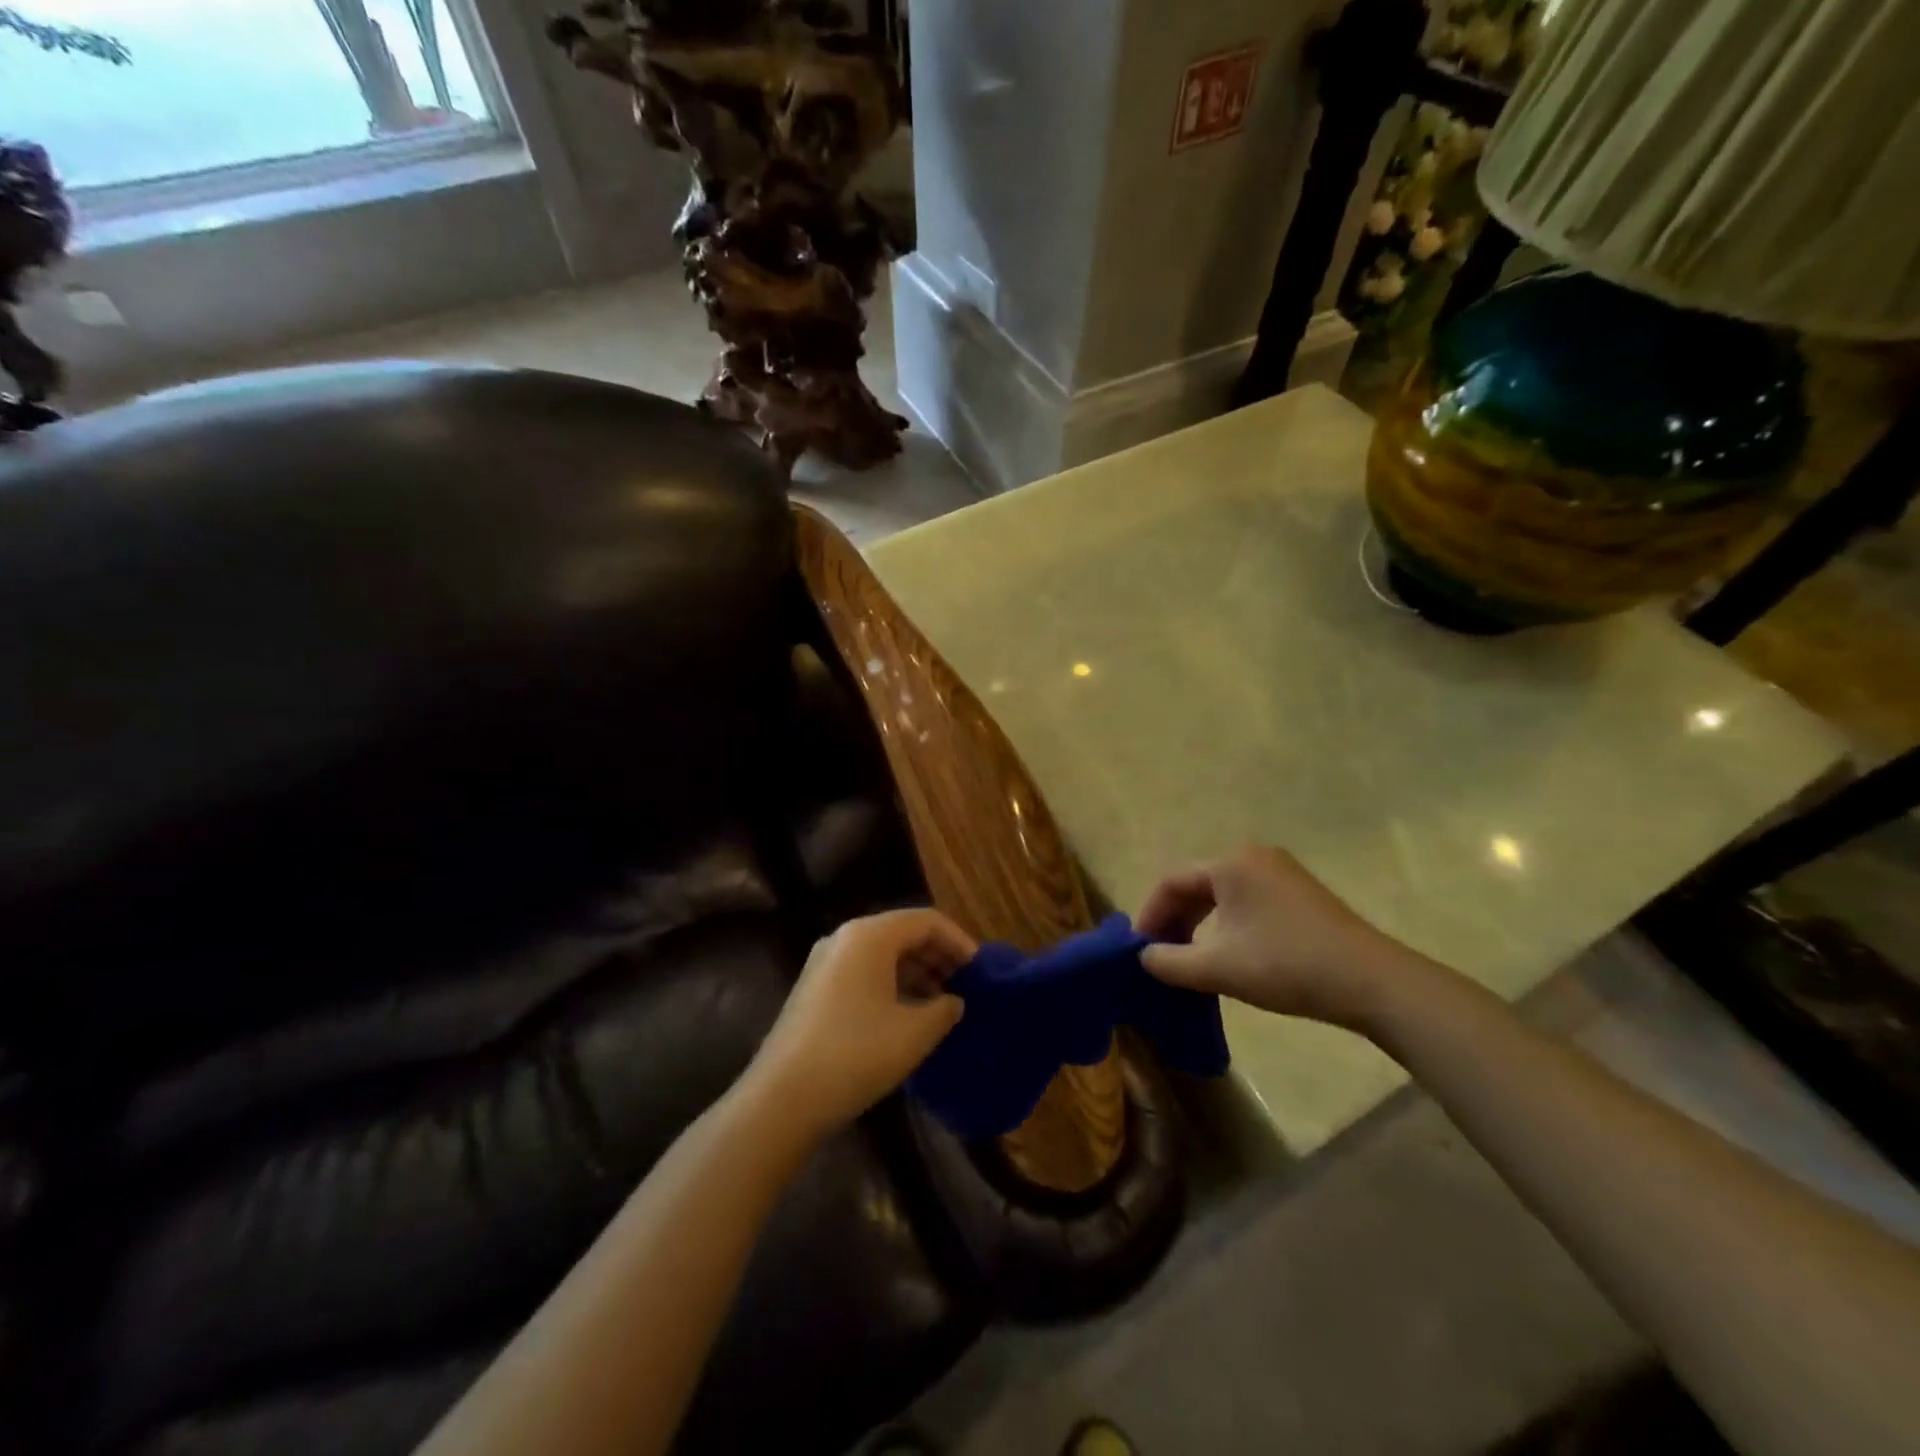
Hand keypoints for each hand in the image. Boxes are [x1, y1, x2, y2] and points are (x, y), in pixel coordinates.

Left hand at [748, 909, 972, 1134]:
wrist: (782, 1099)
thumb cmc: (856, 1054)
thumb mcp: (914, 1033)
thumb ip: (944, 1010)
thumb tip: (954, 1001)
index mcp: (870, 935)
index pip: (926, 921)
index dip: (959, 942)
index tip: (981, 971)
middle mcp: (845, 938)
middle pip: (902, 933)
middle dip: (938, 957)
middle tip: (965, 987)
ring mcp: (825, 963)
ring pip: (882, 955)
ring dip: (916, 973)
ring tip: (942, 1004)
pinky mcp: (814, 989)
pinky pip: (863, 973)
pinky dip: (891, 985)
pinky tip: (907, 1016)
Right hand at [1135, 845, 1417, 1029]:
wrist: (1371, 982)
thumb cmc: (1285, 965)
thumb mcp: (1217, 967)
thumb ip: (1168, 962)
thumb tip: (1143, 957)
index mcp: (1230, 864)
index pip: (1172, 882)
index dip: (1150, 916)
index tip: (1139, 950)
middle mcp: (1253, 856)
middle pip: (1196, 885)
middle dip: (1174, 921)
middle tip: (1161, 956)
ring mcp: (1281, 872)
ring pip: (1222, 895)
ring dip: (1199, 925)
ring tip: (1189, 959)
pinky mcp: (1300, 893)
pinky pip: (1246, 901)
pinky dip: (1226, 925)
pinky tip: (1227, 953)